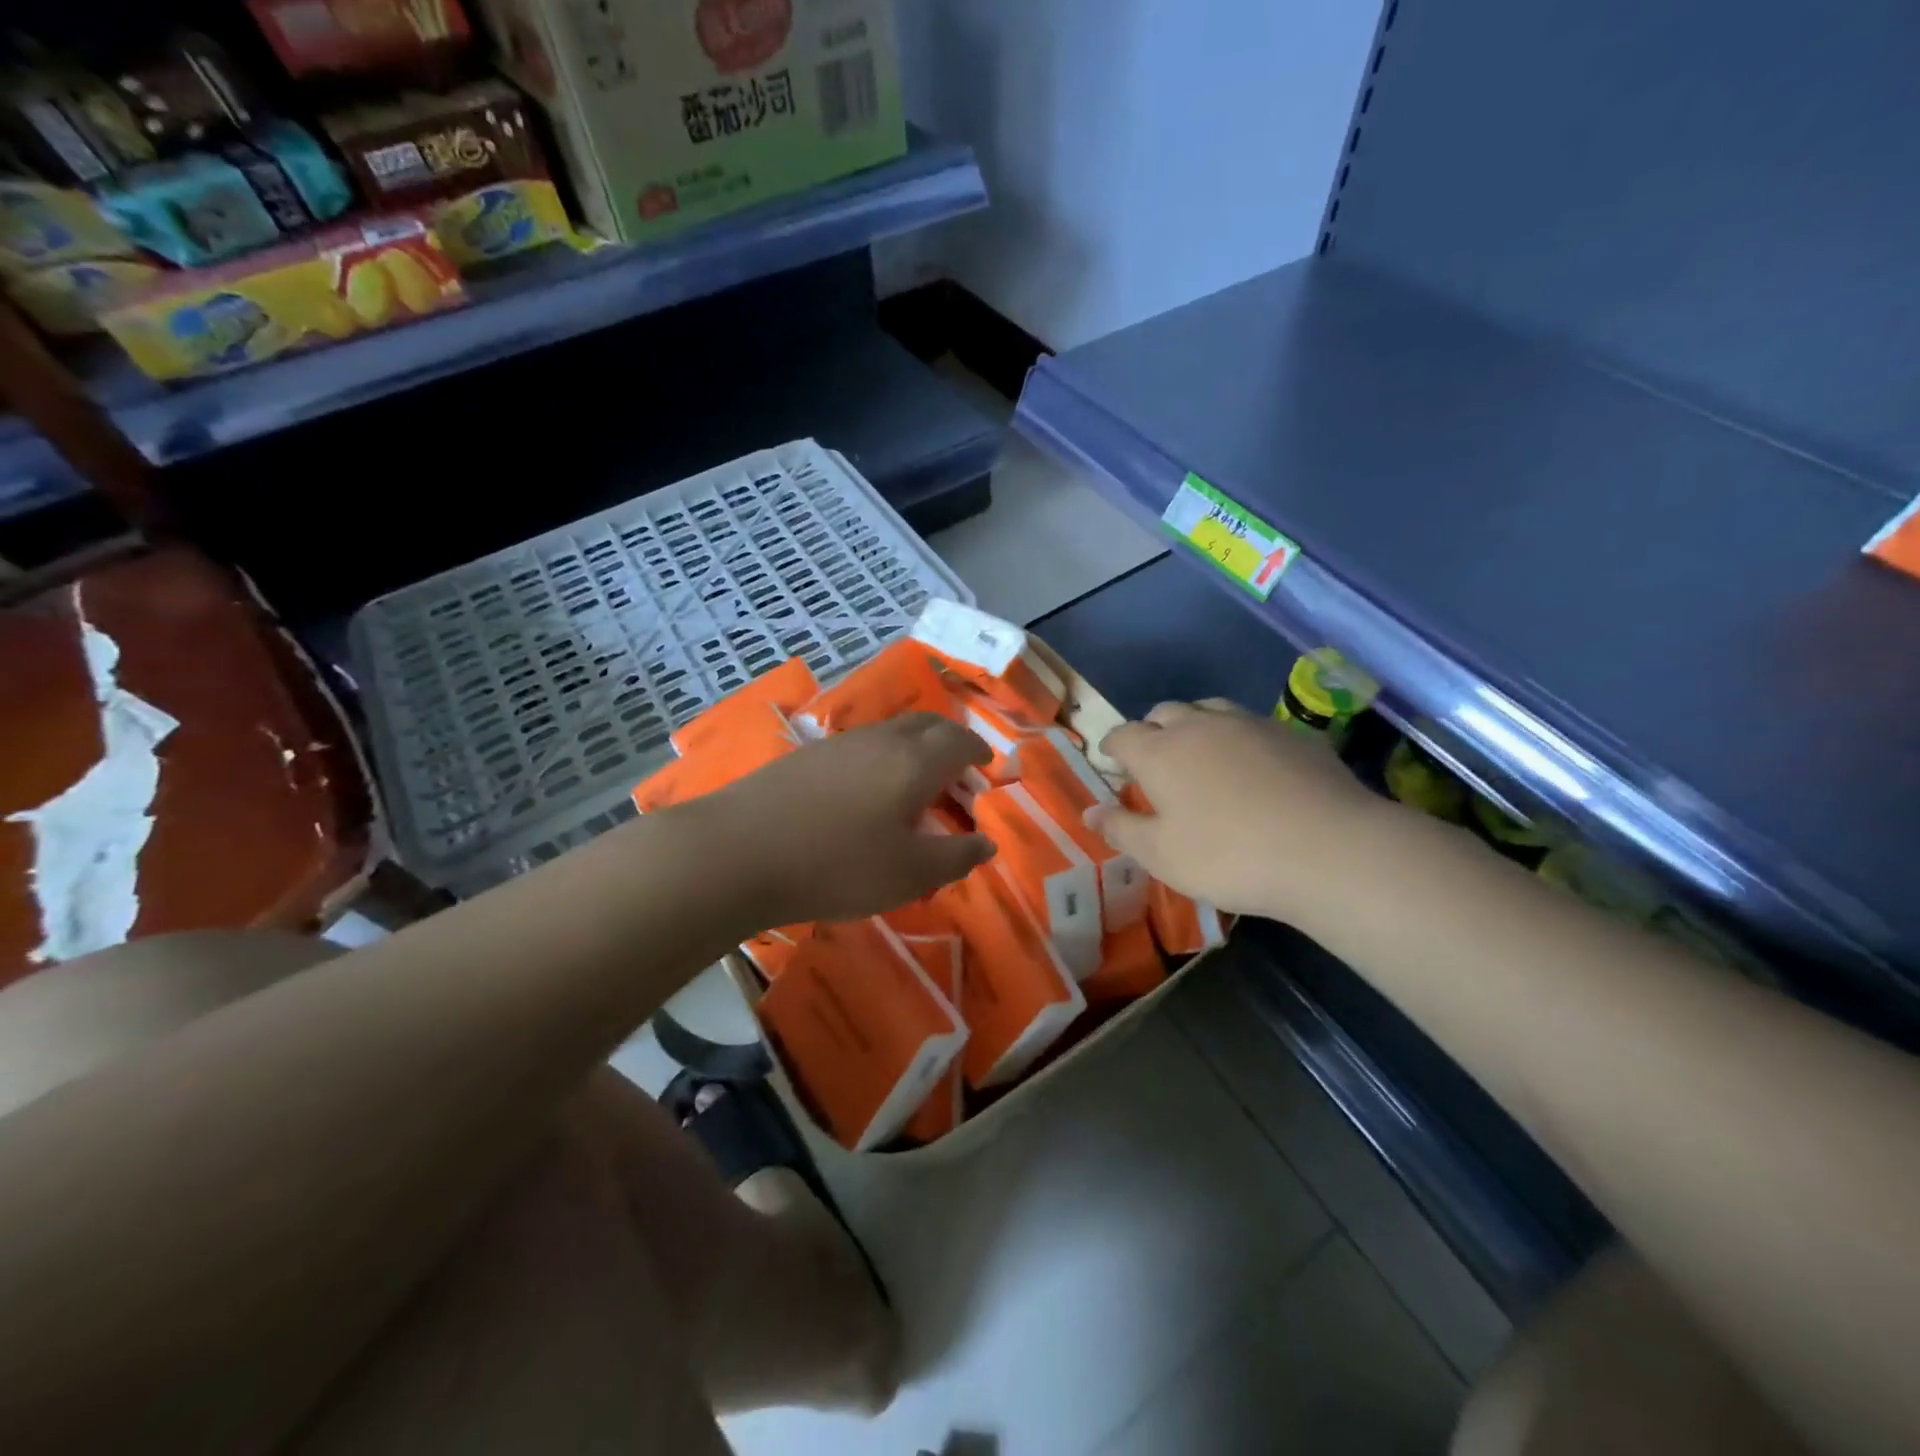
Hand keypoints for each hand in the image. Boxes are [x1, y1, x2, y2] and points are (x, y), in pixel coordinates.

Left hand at [698, 713, 995, 927]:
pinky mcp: (807, 755)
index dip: (979, 752)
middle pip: (926, 723)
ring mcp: (840, 743)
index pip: (960, 741)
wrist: (738, 852)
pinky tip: (866, 790)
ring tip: (915, 783)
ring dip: (914, 748)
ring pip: (891, 732)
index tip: (987, 768)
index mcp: (915, 761)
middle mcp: (881, 739)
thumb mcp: (909, 874)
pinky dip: (881, 757)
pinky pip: (861, 745)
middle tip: (957, 771)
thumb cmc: (837, 865)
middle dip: (949, 741)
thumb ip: (956, 857)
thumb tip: (987, 844)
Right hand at [1093, 699, 1393, 922]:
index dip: (1112, 748)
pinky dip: (1239, 739)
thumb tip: (1091, 811)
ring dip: (1196, 726)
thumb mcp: (1161, 855)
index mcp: (1160, 751)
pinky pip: (1252, 725)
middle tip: (1154, 762)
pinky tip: (1253, 768)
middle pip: (1164, 712)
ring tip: (1201, 756)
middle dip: (1152, 731)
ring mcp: (1250, 724)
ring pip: (1210, 710)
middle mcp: (1200, 725)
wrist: (1328, 850)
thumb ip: (1121, 829)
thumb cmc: (1228, 856)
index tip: (1111, 763)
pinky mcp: (1292, 734)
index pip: (1122, 735)